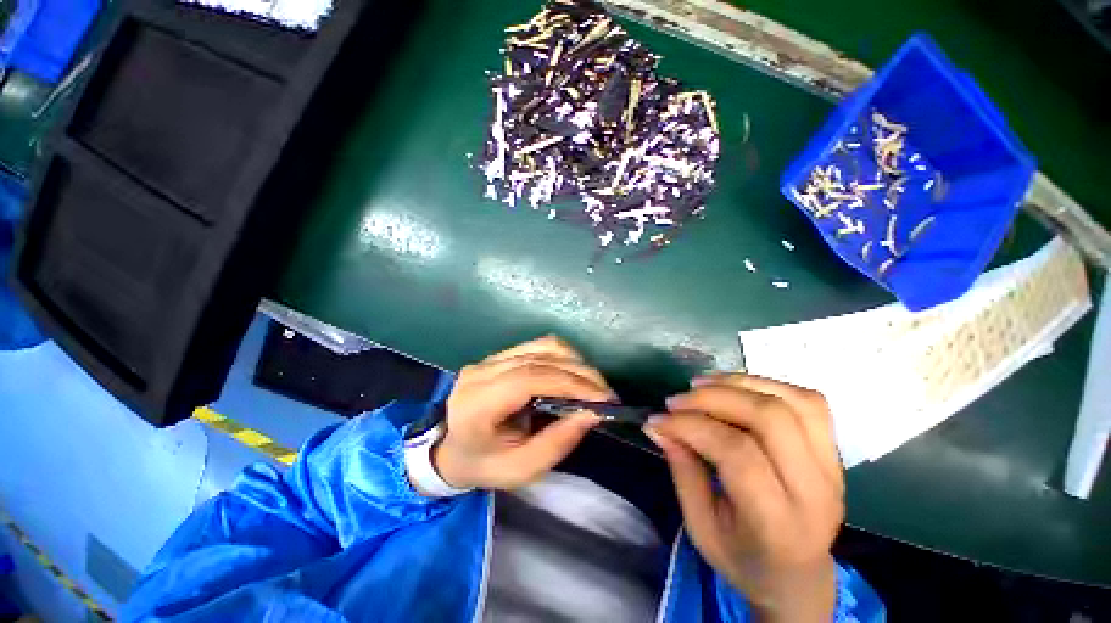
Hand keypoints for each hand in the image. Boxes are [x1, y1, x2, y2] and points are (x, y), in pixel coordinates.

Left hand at [431, 336, 611, 490]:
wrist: (451, 450)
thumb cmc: (484, 465)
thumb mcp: (521, 469)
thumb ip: (557, 443)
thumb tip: (592, 414)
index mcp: (478, 403)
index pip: (528, 379)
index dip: (569, 383)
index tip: (601, 398)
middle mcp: (481, 372)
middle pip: (539, 358)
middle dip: (580, 373)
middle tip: (606, 394)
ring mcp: (489, 359)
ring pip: (542, 346)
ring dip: (575, 362)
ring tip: (593, 385)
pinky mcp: (499, 355)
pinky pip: (538, 346)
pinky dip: (564, 357)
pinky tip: (575, 374)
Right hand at [644, 374, 842, 621]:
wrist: (797, 577)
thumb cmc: (742, 558)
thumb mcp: (700, 526)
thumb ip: (681, 470)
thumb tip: (657, 424)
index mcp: (779, 524)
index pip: (737, 453)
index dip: (691, 426)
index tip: (658, 419)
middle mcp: (816, 491)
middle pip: (769, 418)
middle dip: (714, 398)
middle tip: (677, 400)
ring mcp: (832, 467)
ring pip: (792, 401)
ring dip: (738, 383)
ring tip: (700, 385)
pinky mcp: (834, 452)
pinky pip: (808, 401)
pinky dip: (766, 384)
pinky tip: (735, 388)